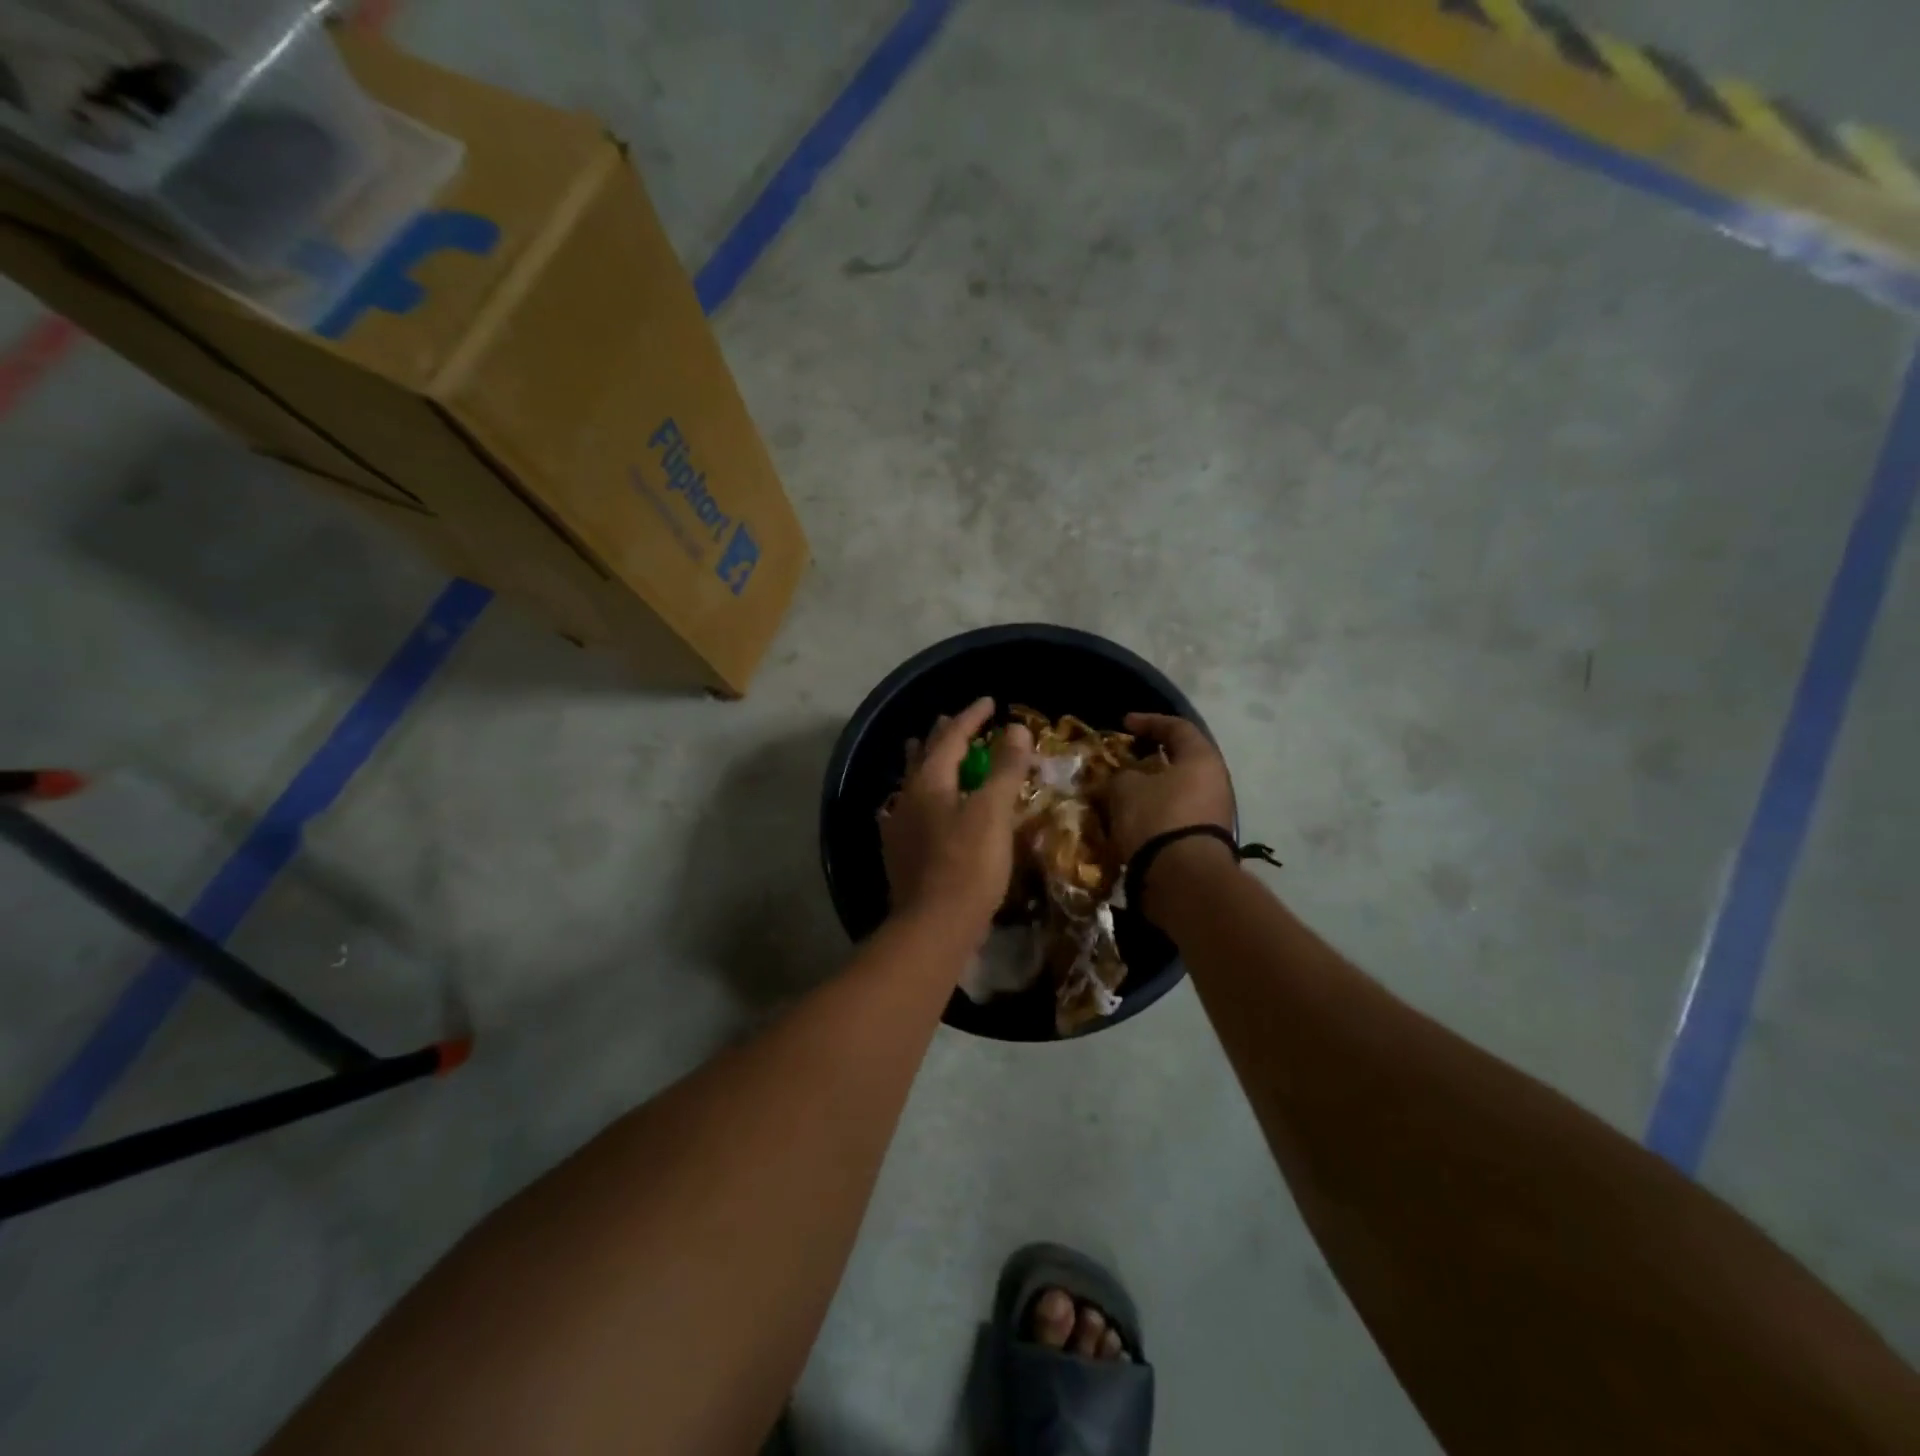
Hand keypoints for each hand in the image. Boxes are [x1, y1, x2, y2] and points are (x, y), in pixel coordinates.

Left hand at [880, 698, 1034, 935]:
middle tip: (954, 721)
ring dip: (924, 763)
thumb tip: (1015, 728)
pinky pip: (908, 812)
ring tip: (926, 750)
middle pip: (924, 756)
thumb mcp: (993, 812)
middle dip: (942, 736)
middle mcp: (908, 798)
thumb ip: (1004, 768)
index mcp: (930, 782)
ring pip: (913, 783)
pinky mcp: (900, 855)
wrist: (934, 927)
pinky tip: (916, 809)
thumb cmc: (969, 865)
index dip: (971, 717)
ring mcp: (899, 828)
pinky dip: (920, 799)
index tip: (989, 702)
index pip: (951, 737)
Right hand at [1109, 713, 1234, 861]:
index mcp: (1202, 759)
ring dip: (1151, 789)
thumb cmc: (1157, 819)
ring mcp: (1215, 813)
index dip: (1149, 722)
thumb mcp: (1126, 788)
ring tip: (1123, 793)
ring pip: (1178, 791)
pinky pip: (1177, 815)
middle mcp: (1216, 782)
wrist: (1183, 878)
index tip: (1125, 724)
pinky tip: (1133, 819)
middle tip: (1125, 760)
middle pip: (1181, 761)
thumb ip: (1121, 775)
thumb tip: (1122, 779)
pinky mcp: (1205, 840)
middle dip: (1150, 759)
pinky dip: (1156, 812)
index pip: (1177, 728)